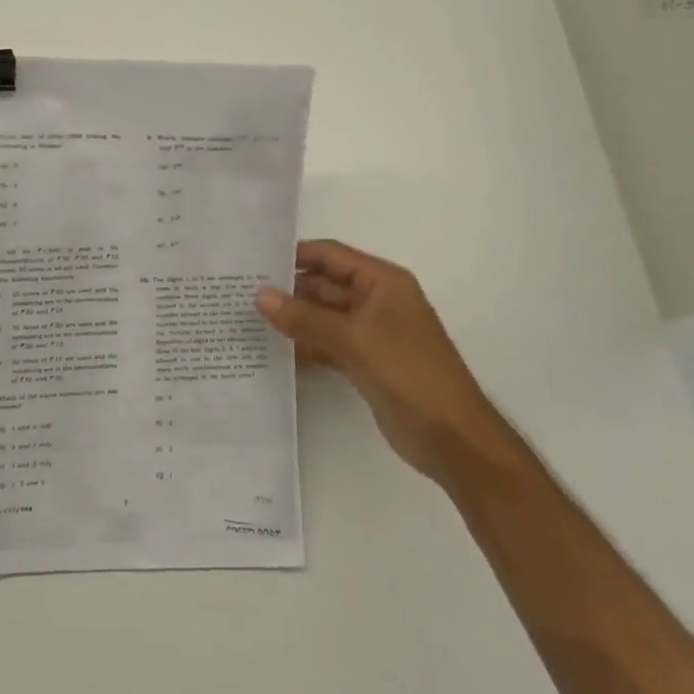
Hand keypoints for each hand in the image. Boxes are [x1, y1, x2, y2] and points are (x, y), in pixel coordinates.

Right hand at [256, 240, 488, 479]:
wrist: (453, 438)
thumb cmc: (408, 373)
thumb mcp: (353, 340)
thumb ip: (304, 318)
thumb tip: (260, 295)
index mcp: (382, 282)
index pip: (330, 255)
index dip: (294, 255)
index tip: (253, 261)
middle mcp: (377, 300)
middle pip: (324, 285)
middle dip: (287, 289)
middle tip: (240, 293)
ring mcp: (371, 333)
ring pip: (323, 317)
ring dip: (293, 319)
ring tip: (247, 319)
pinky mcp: (365, 362)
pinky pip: (328, 344)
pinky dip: (305, 346)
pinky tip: (273, 351)